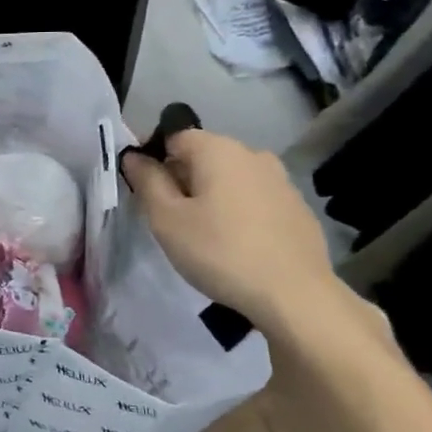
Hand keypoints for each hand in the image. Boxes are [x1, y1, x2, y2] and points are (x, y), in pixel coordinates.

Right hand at [120, 129, 346, 336]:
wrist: (294, 294)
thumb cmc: (219, 252)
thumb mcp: (167, 220)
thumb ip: (147, 182)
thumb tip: (133, 156)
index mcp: (218, 150)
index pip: (175, 137)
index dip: (153, 159)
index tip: (144, 191)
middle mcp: (253, 155)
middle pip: (205, 156)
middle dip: (182, 179)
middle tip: (169, 218)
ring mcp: (281, 181)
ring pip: (231, 179)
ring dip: (212, 196)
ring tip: (203, 233)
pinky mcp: (298, 208)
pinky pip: (255, 200)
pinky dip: (239, 212)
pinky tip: (237, 244)